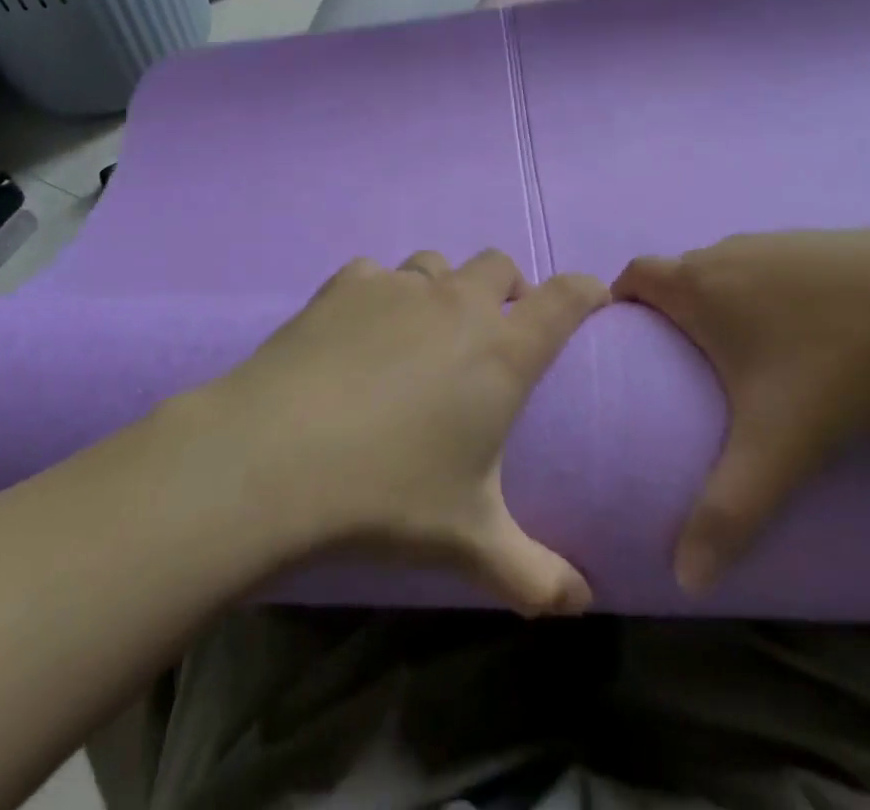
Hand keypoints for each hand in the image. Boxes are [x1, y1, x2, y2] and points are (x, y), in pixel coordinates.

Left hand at [209, 250, 610, 615]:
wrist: (276, 456)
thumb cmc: (388, 494)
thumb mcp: (469, 542)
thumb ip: (535, 574)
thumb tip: (582, 605)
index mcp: (501, 351)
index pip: (565, 298)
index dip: (586, 290)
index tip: (592, 299)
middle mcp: (456, 303)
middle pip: (499, 265)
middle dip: (508, 288)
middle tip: (496, 330)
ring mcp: (398, 287)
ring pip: (436, 265)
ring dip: (443, 289)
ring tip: (424, 333)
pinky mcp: (345, 285)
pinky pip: (376, 273)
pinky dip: (380, 293)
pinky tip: (360, 330)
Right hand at [613, 224, 869, 592]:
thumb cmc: (843, 360)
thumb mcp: (783, 443)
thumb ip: (730, 509)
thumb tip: (685, 578)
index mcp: (700, 285)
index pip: (634, 276)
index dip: (620, 302)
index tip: (627, 343)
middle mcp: (728, 253)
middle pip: (680, 275)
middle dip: (672, 315)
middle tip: (686, 371)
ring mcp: (779, 243)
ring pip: (728, 271)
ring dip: (723, 306)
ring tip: (747, 362)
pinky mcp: (825, 244)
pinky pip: (773, 269)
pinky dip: (770, 297)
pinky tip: (813, 339)